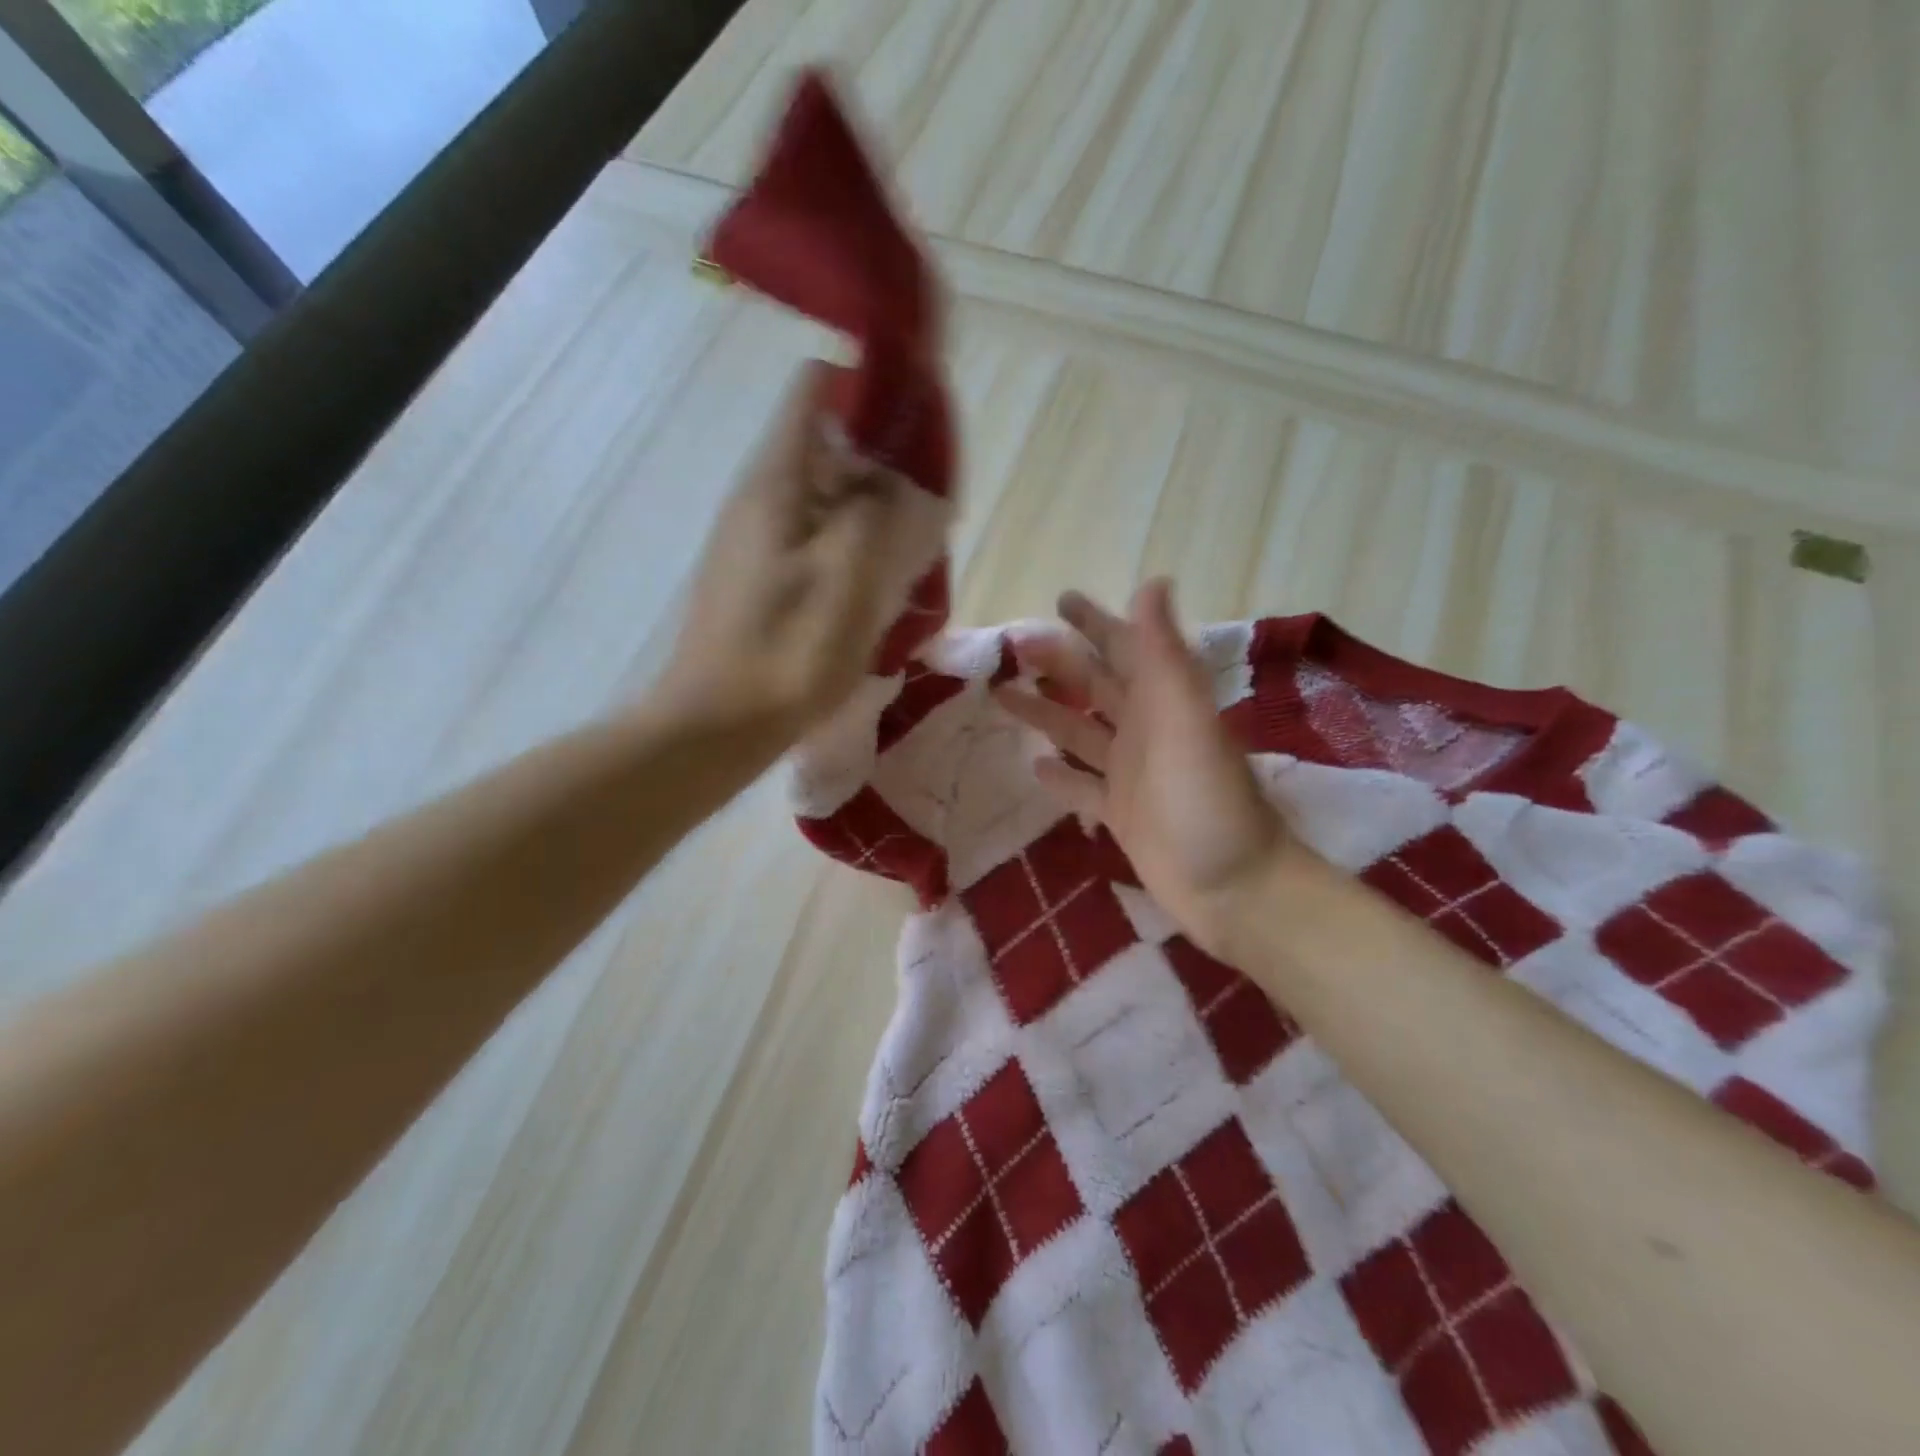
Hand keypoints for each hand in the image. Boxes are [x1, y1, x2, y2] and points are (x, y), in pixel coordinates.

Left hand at [651, 361, 905, 744]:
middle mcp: (762, 498)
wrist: (718, 727)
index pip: (818, 389)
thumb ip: (878, 511)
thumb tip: (901, 476)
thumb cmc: (786, 652)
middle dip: (885, 463)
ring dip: (873, 511)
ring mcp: (758, 540)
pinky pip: (817, 538)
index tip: (919, 425)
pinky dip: (853, 546)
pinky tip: (877, 587)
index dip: (871, 390)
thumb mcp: (847, 576)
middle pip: (829, 444)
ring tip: (912, 552)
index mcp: (777, 482)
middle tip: (928, 510)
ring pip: (827, 496)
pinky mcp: (762, 577)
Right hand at [994, 581, 1300, 957]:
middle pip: (1094, 686)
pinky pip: (1082, 787)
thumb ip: (1163, 654)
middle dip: (1058, 662)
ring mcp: (1130, 774)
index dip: (1094, 622)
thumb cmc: (1207, 800)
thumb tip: (1151, 582)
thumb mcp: (1185, 719)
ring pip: (1080, 732)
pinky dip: (1060, 776)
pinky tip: (1033, 766)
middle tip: (1013, 646)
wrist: (1234, 887)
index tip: (1059, 601)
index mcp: (1162, 701)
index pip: (1123, 647)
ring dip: (1045, 713)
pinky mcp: (1120, 814)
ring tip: (1002, 696)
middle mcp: (1145, 730)